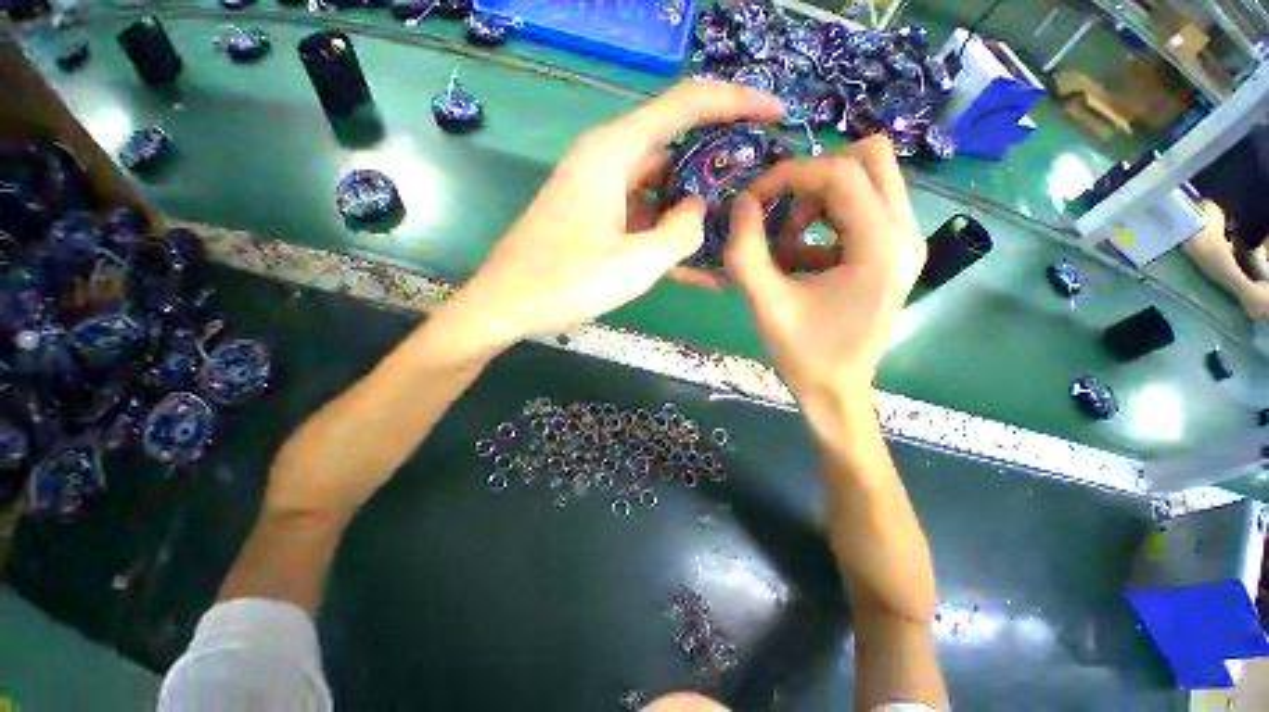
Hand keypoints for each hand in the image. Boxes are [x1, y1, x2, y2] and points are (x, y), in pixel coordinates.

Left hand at [439, 80, 783, 349]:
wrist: (507, 306)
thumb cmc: (565, 282)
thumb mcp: (634, 262)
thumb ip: (679, 234)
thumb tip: (698, 211)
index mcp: (613, 154)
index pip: (685, 105)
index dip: (735, 102)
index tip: (776, 114)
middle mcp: (608, 164)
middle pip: (676, 149)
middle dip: (718, 168)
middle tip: (759, 187)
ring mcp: (603, 196)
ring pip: (663, 193)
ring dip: (696, 214)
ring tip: (736, 234)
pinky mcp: (600, 224)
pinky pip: (645, 224)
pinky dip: (670, 242)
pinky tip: (704, 271)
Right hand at [725, 136, 925, 414]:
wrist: (836, 390)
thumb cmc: (803, 353)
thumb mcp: (765, 302)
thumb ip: (745, 250)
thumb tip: (741, 202)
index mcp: (880, 247)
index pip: (840, 174)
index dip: (789, 175)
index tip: (751, 198)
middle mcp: (905, 233)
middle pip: (869, 158)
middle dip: (813, 174)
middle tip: (779, 205)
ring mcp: (904, 242)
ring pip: (867, 180)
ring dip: (818, 198)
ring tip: (786, 241)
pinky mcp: (892, 253)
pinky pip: (862, 210)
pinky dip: (825, 222)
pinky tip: (800, 259)